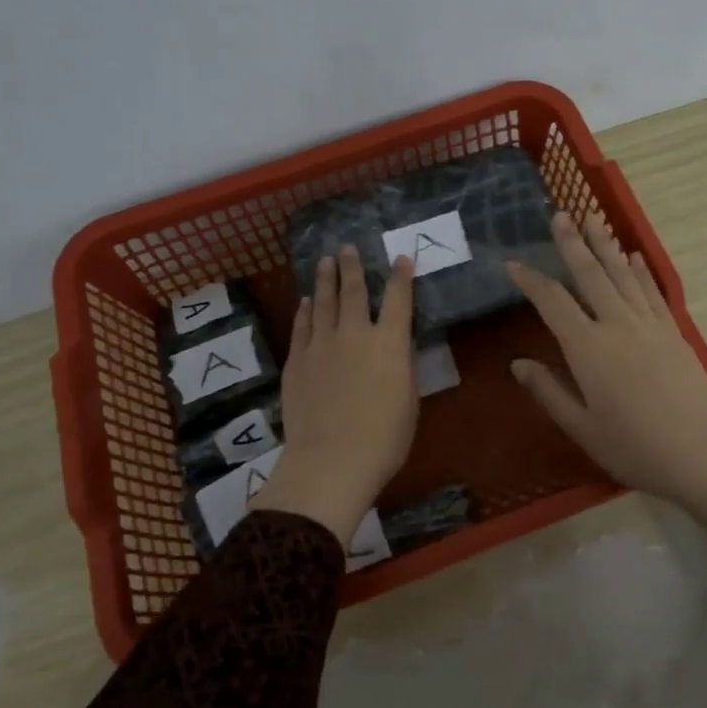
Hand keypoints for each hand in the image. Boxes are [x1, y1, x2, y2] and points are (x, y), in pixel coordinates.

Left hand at [254, 246, 417, 544]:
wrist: (332, 459)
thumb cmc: (384, 438)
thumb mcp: (409, 400)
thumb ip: (402, 368)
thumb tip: (396, 350)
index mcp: (390, 343)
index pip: (398, 299)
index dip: (401, 277)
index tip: (401, 259)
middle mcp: (355, 334)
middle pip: (353, 291)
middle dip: (352, 267)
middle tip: (347, 248)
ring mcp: (321, 345)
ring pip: (322, 302)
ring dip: (324, 280)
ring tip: (325, 261)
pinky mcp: (297, 360)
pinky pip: (301, 326)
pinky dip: (304, 311)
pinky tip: (304, 302)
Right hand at [506, 213, 706, 507]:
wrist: (702, 453)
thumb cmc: (634, 447)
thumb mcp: (582, 427)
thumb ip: (549, 391)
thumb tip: (518, 364)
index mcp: (587, 348)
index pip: (552, 303)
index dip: (530, 280)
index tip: (513, 264)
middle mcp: (617, 325)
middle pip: (590, 274)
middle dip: (572, 243)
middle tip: (560, 214)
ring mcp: (649, 324)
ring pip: (622, 275)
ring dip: (606, 245)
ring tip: (593, 218)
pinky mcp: (673, 331)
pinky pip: (652, 291)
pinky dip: (640, 271)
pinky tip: (633, 256)